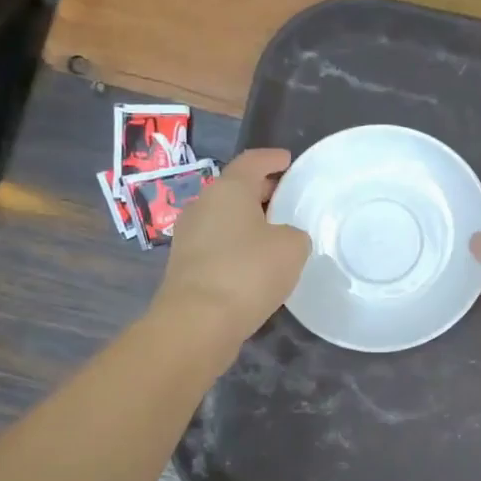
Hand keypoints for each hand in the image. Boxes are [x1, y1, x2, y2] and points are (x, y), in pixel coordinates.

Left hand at [155, 149, 310, 344]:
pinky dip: (238, 245)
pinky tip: (256, 262)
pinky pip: (218, 244)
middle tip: (287, 198)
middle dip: (262, 190)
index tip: (288, 160)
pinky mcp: (186, 265)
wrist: (198, 321)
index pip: (252, 162)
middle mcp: (203, 205)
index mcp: (228, 189)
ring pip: (225, 218)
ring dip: (249, 221)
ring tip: (276, 233)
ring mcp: (189, 236)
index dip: (272, 159)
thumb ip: (294, 234)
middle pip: (235, 189)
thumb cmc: (248, 272)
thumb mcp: (292, 248)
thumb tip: (282, 238)